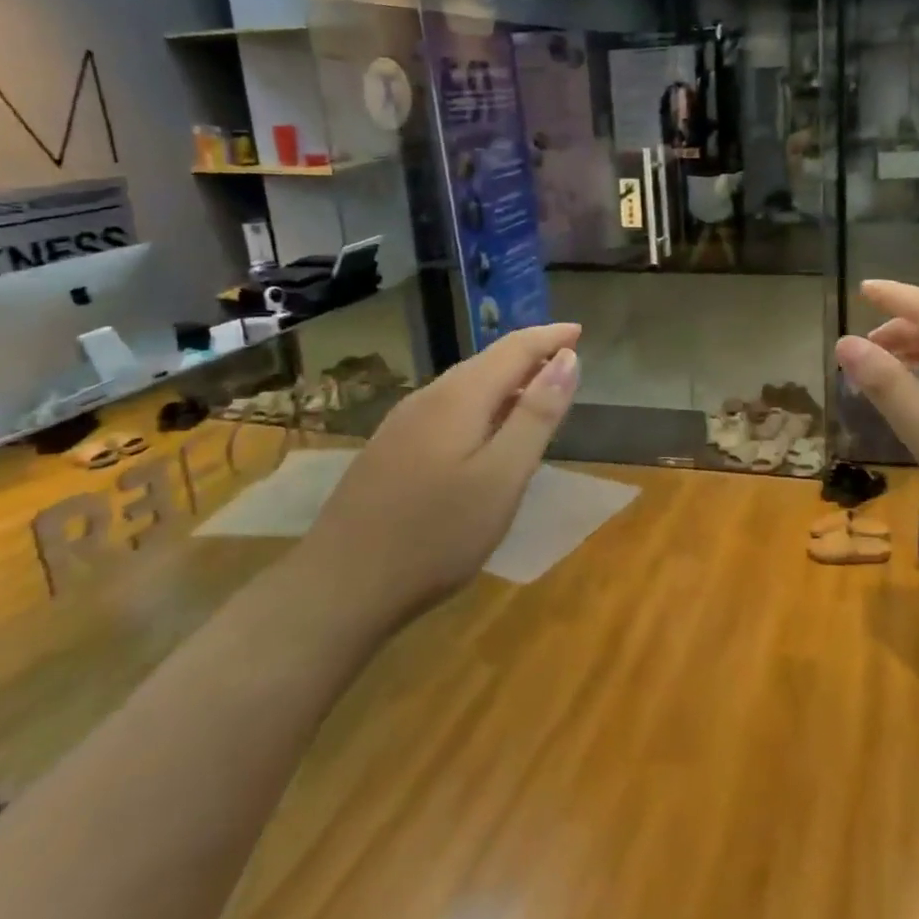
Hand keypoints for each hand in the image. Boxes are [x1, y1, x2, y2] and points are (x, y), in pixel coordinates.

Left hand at [299, 323, 580, 626]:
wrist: (338, 587)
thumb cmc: (435, 535)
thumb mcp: (502, 477)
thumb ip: (537, 415)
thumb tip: (567, 358)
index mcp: (460, 398)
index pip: (513, 349)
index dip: (549, 337)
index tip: (580, 331)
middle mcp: (428, 399)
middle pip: (487, 362)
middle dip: (529, 355)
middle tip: (566, 360)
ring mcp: (402, 425)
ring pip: (465, 386)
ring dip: (505, 381)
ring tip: (536, 394)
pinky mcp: (390, 451)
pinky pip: (448, 409)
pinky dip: (481, 405)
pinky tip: (486, 433)